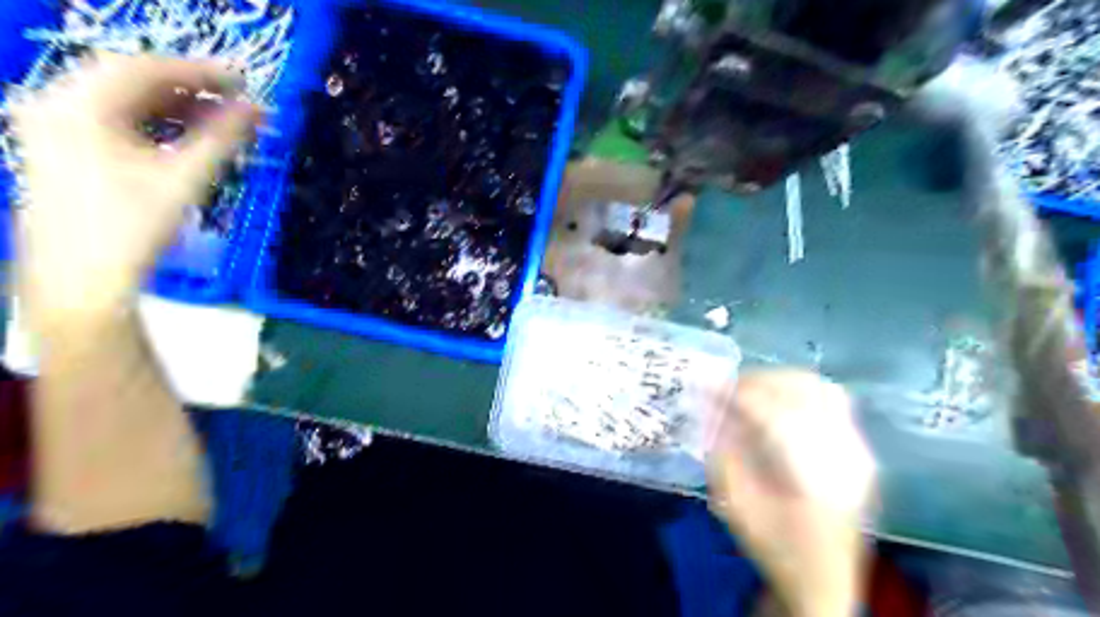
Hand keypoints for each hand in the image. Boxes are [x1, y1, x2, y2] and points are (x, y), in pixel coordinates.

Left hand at [9, 54, 260, 329]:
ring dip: (176, 108)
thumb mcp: (184, 178)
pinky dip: (156, 125)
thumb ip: (223, 138)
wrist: (82, 279)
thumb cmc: (132, 227)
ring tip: (221, 122)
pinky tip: (188, 138)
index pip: (145, 68)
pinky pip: (116, 122)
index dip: (200, 71)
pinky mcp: (64, 149)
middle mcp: (58, 104)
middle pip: (132, 81)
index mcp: (79, 105)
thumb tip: (258, 109)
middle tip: (237, 103)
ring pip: (125, 102)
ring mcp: (55, 127)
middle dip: (190, 90)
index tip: (244, 81)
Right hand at [709, 372, 882, 616]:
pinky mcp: (859, 449)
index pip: (774, 415)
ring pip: (820, 389)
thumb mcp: (736, 506)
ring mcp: (858, 449)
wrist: (824, 582)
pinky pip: (832, 401)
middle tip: (726, 387)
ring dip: (780, 381)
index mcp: (814, 476)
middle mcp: (844, 455)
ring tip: (750, 388)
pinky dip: (800, 390)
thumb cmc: (775, 547)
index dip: (738, 395)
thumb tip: (713, 410)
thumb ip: (723, 453)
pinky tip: (777, 399)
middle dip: (758, 381)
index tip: (708, 387)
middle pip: (803, 392)